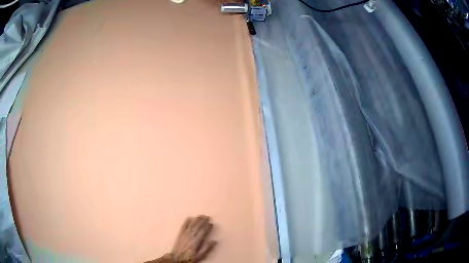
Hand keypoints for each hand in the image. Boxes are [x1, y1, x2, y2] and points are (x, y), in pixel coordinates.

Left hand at [170, 215, 216, 262]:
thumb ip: (207, 248)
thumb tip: (214, 241)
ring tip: (201, 215)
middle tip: (207, 216)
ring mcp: (184, 235)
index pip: (203, 232)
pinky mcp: (180, 234)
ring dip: (196, 220)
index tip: (211, 223)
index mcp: (196, 242)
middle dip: (203, 221)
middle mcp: (190, 236)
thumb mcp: (200, 256)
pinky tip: (189, 217)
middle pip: (197, 227)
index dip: (207, 227)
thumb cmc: (190, 258)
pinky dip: (186, 221)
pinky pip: (183, 226)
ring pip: (191, 225)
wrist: (177, 258)